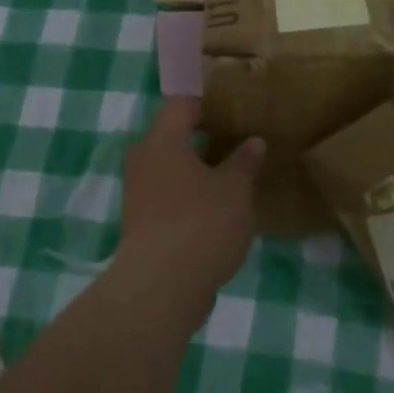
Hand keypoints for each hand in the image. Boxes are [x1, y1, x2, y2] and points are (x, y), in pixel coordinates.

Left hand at [108, 98, 262, 323]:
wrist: (162, 288)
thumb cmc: (202, 223)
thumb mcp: (235, 189)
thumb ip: (244, 161)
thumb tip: (253, 141)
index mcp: (163, 141)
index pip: (182, 105)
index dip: (210, 104)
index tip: (238, 113)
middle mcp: (144, 161)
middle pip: (175, 137)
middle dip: (207, 139)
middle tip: (242, 144)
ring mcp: (139, 194)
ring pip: (172, 169)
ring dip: (201, 171)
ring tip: (236, 177)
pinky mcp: (142, 224)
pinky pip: (170, 196)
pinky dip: (192, 196)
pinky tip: (221, 209)